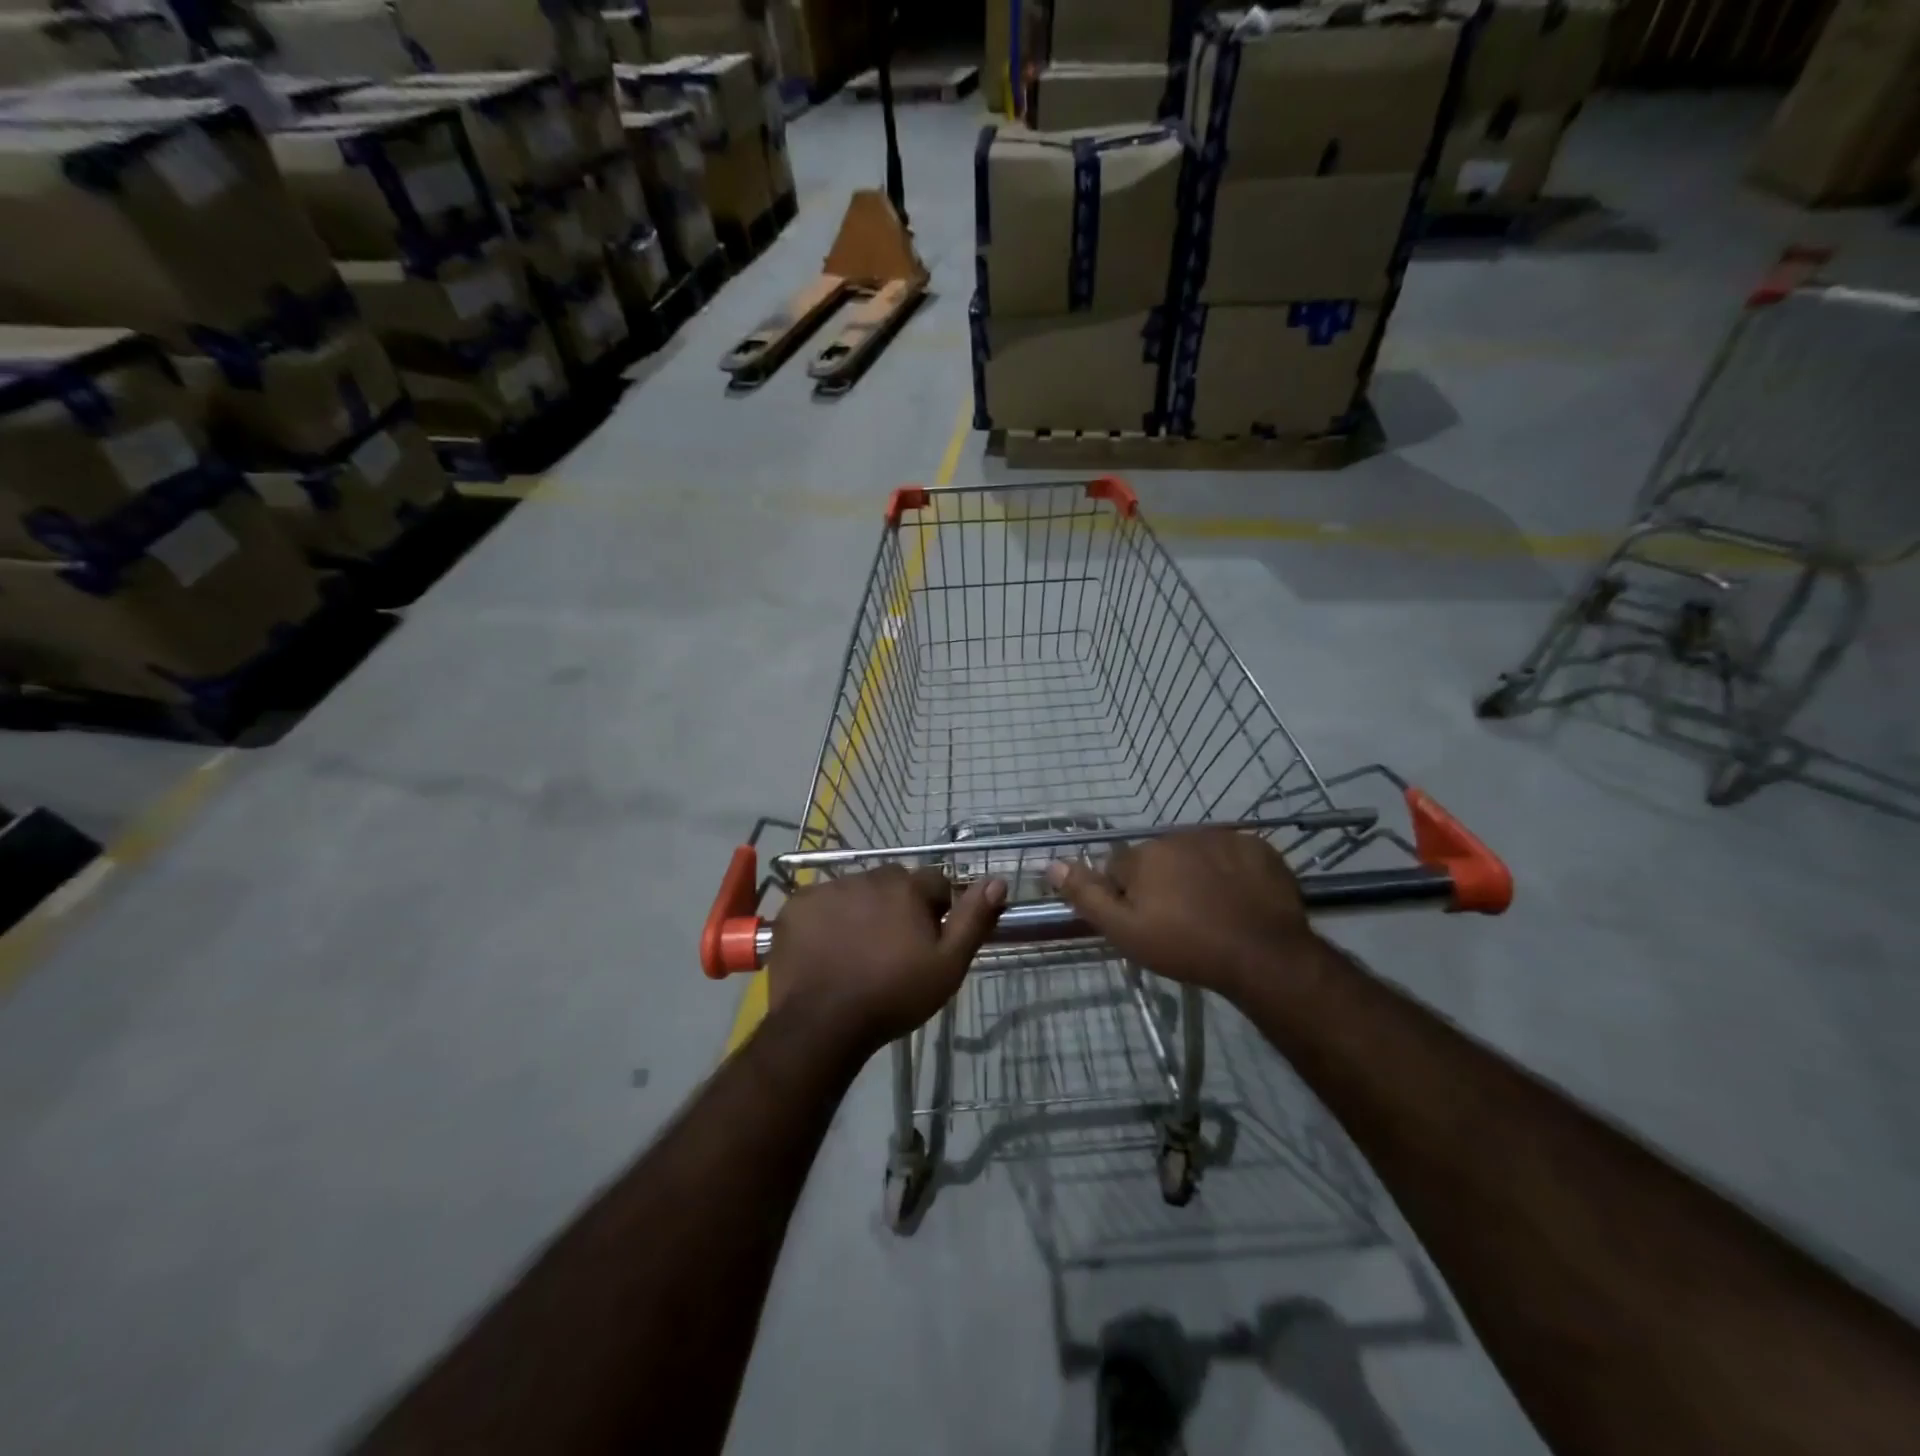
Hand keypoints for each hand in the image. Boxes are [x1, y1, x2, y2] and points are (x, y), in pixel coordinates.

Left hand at [767, 866, 1006, 1057]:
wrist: (822, 1023)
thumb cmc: (893, 995)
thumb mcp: (947, 965)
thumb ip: (973, 920)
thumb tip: (997, 880)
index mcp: (907, 887)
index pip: (935, 882)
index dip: (937, 909)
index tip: (929, 939)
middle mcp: (868, 876)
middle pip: (893, 883)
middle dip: (898, 905)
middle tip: (893, 947)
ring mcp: (828, 889)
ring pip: (856, 891)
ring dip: (861, 909)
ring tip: (856, 950)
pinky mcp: (796, 905)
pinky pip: (820, 903)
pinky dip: (826, 919)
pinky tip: (826, 949)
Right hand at [1047, 829, 1314, 998]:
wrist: (1264, 955)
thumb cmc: (1186, 946)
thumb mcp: (1125, 931)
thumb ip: (1086, 896)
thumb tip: (1051, 864)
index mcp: (1144, 855)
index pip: (1118, 867)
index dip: (1126, 895)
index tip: (1144, 921)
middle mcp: (1178, 836)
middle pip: (1158, 858)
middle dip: (1162, 882)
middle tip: (1179, 920)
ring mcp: (1221, 838)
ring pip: (1195, 854)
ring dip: (1196, 874)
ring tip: (1212, 911)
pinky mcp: (1256, 847)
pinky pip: (1233, 854)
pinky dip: (1231, 871)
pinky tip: (1239, 899)